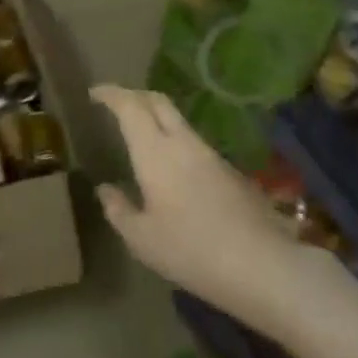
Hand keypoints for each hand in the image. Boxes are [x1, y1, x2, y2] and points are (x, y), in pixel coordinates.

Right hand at [92, 85, 311, 329]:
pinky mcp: (231, 171)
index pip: (130, 106)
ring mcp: (211, 155)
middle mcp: (183, 143)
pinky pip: (194, 143)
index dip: (111, 94)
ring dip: (156, 118)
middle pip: (158, 102)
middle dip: (134, 95)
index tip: (94, 93)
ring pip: (179, 121)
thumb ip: (119, 210)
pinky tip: (172, 167)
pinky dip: (175, 140)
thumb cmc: (191, 251)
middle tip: (116, 103)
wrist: (262, 264)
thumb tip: (106, 189)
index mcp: (155, 152)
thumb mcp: (141, 239)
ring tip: (140, 134)